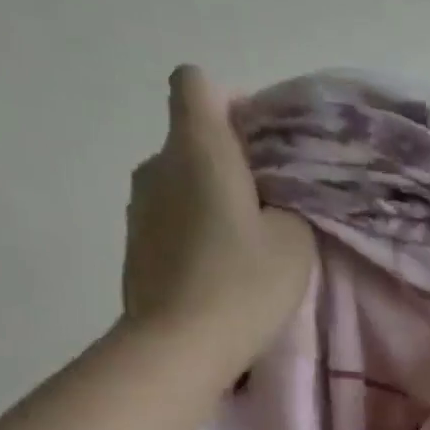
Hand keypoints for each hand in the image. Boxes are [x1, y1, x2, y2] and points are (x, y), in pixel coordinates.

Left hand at [122, 65, 316, 362]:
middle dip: (229, 162)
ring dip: (209, 200)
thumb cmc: (244, 284)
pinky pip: (170, 219)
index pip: (196, 84)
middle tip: (268, 206)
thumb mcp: (295, 241)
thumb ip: (286, 204)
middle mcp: (158, 164)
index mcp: (199, 149)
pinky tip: (218, 273)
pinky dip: (193, 232)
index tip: (260, 144)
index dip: (230, 102)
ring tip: (244, 246)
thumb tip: (269, 201)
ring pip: (180, 182)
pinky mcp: (134, 245)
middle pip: (191, 138)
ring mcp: (139, 206)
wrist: (180, 345)